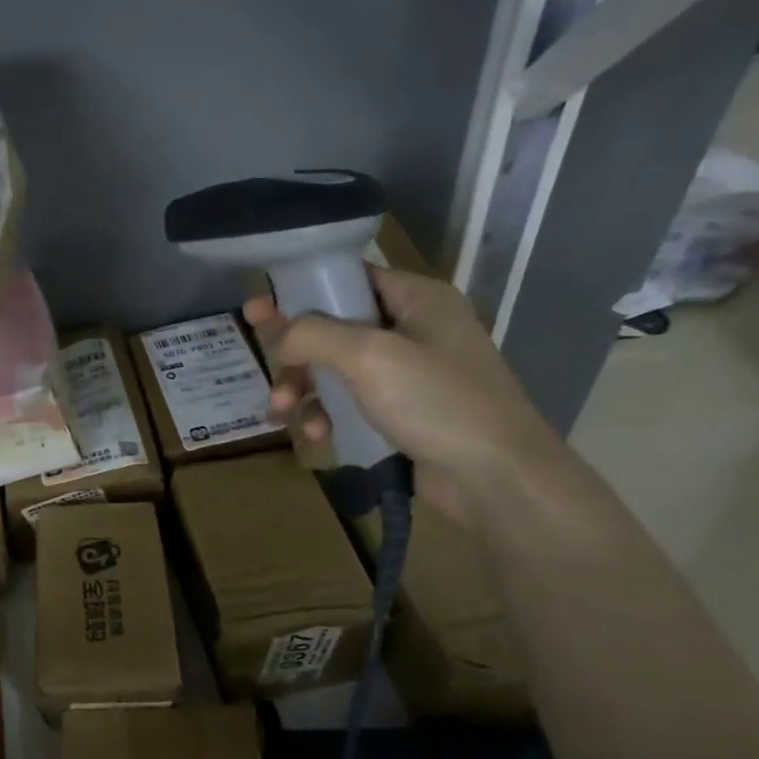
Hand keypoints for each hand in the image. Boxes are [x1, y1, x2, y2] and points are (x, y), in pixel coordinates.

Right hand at [244, 268, 566, 523]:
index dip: (302, 289)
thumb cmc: (437, 402)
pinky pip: (351, 401)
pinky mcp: (404, 412)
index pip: (349, 277)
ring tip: (282, 410)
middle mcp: (415, 329)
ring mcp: (410, 373)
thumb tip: (281, 337)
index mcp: (418, 299)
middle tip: (260, 352)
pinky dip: (327, 413)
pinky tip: (315, 433)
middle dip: (296, 348)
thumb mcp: (369, 356)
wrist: (498, 480)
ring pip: (337, 368)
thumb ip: (314, 334)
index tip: (261, 305)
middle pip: (335, 326)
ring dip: (304, 387)